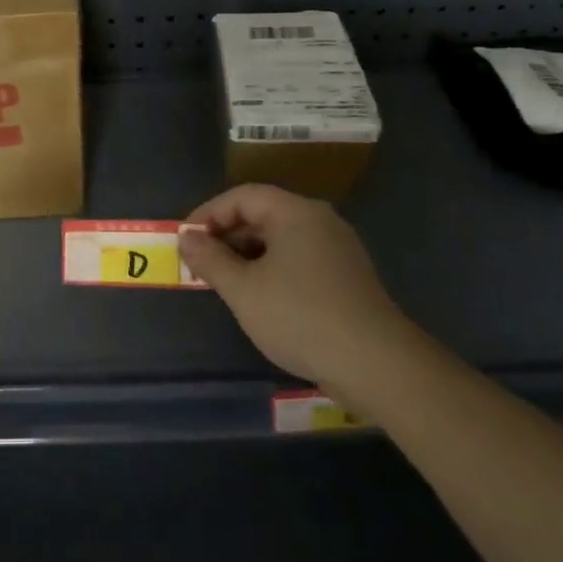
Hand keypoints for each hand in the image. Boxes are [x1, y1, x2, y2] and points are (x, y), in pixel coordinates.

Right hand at [180, 184, 405, 389]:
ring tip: (225, 283)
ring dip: (248, 254)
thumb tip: (186, 237)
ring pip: (281, 238)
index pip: (242, 196)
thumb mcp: (243, 289)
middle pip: (263, 213)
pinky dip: (272, 268)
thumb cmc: (300, 317)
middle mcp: (320, 220)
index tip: (186, 240)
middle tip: (201, 264)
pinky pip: (299, 258)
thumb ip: (210, 259)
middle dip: (227, 236)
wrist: (376, 365)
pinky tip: (260, 298)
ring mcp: (338, 248)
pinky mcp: (347, 276)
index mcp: (295, 212)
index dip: (208, 214)